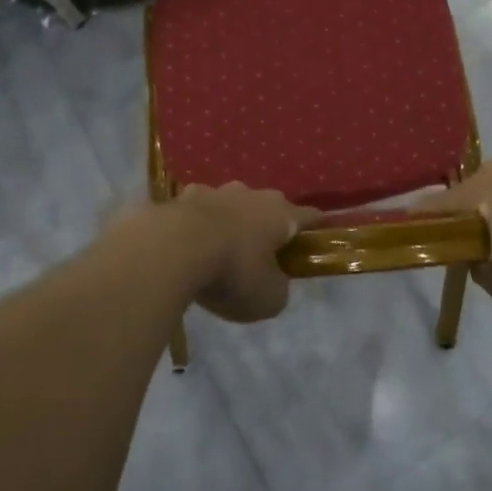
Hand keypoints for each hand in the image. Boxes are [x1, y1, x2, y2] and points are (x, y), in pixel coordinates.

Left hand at [163, 184, 320, 322]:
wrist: (172, 248)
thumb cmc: (232, 273)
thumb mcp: (269, 298)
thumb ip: (278, 287)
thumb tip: (273, 280)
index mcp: (280, 214)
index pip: (308, 216)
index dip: (315, 226)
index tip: (319, 232)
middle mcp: (250, 194)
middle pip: (267, 205)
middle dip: (268, 223)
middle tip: (264, 249)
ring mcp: (214, 192)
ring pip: (231, 203)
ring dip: (231, 220)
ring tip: (222, 245)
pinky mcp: (181, 198)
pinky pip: (197, 210)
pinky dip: (198, 223)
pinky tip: (189, 241)